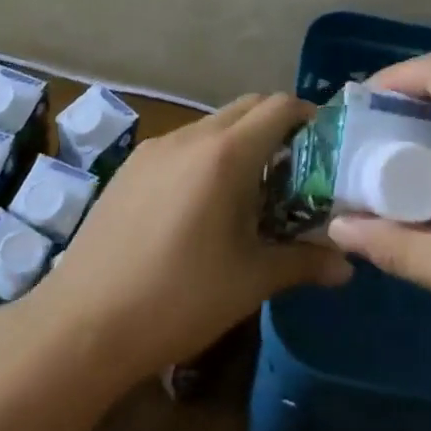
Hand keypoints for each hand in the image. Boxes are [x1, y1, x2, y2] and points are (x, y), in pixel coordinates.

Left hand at [39, 94, 352, 380]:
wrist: (83, 323)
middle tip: (295, 171)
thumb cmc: (179, 298)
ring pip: (211, 125)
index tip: (326, 148)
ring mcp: (153, 149)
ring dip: (239, 143)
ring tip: (250, 192)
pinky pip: (182, 145)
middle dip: (276, 127)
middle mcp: (189, 138)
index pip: (279, 107)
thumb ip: (304, 262)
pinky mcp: (129, 168)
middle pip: (246, 107)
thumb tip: (347, 266)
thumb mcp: (251, 281)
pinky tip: (202, 205)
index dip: (309, 117)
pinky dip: (206, 156)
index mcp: (225, 154)